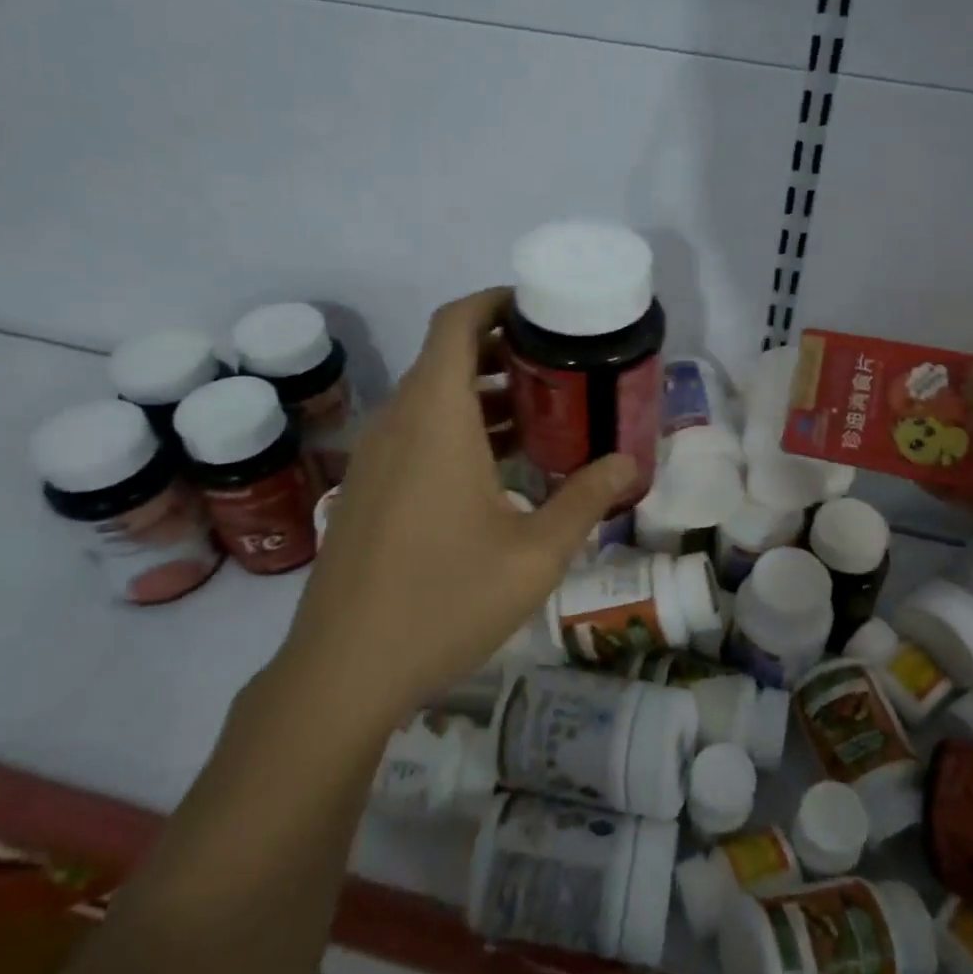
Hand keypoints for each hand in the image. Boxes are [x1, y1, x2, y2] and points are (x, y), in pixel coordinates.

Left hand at [280, 288, 636, 721]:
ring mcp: (375, 457)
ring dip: (484, 394)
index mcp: (436, 418)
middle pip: (448, 357)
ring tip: (544, 414)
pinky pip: (417, 434)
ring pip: (432, 398)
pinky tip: (500, 469)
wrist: (342, 671)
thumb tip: (629, 464)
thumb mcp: (536, 554)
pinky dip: (459, 428)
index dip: (495, 302)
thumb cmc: (445, 600)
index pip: (456, 323)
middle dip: (504, 351)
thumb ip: (586, 500)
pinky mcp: (366, 489)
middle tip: (562, 367)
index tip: (541, 309)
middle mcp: (398, 422)